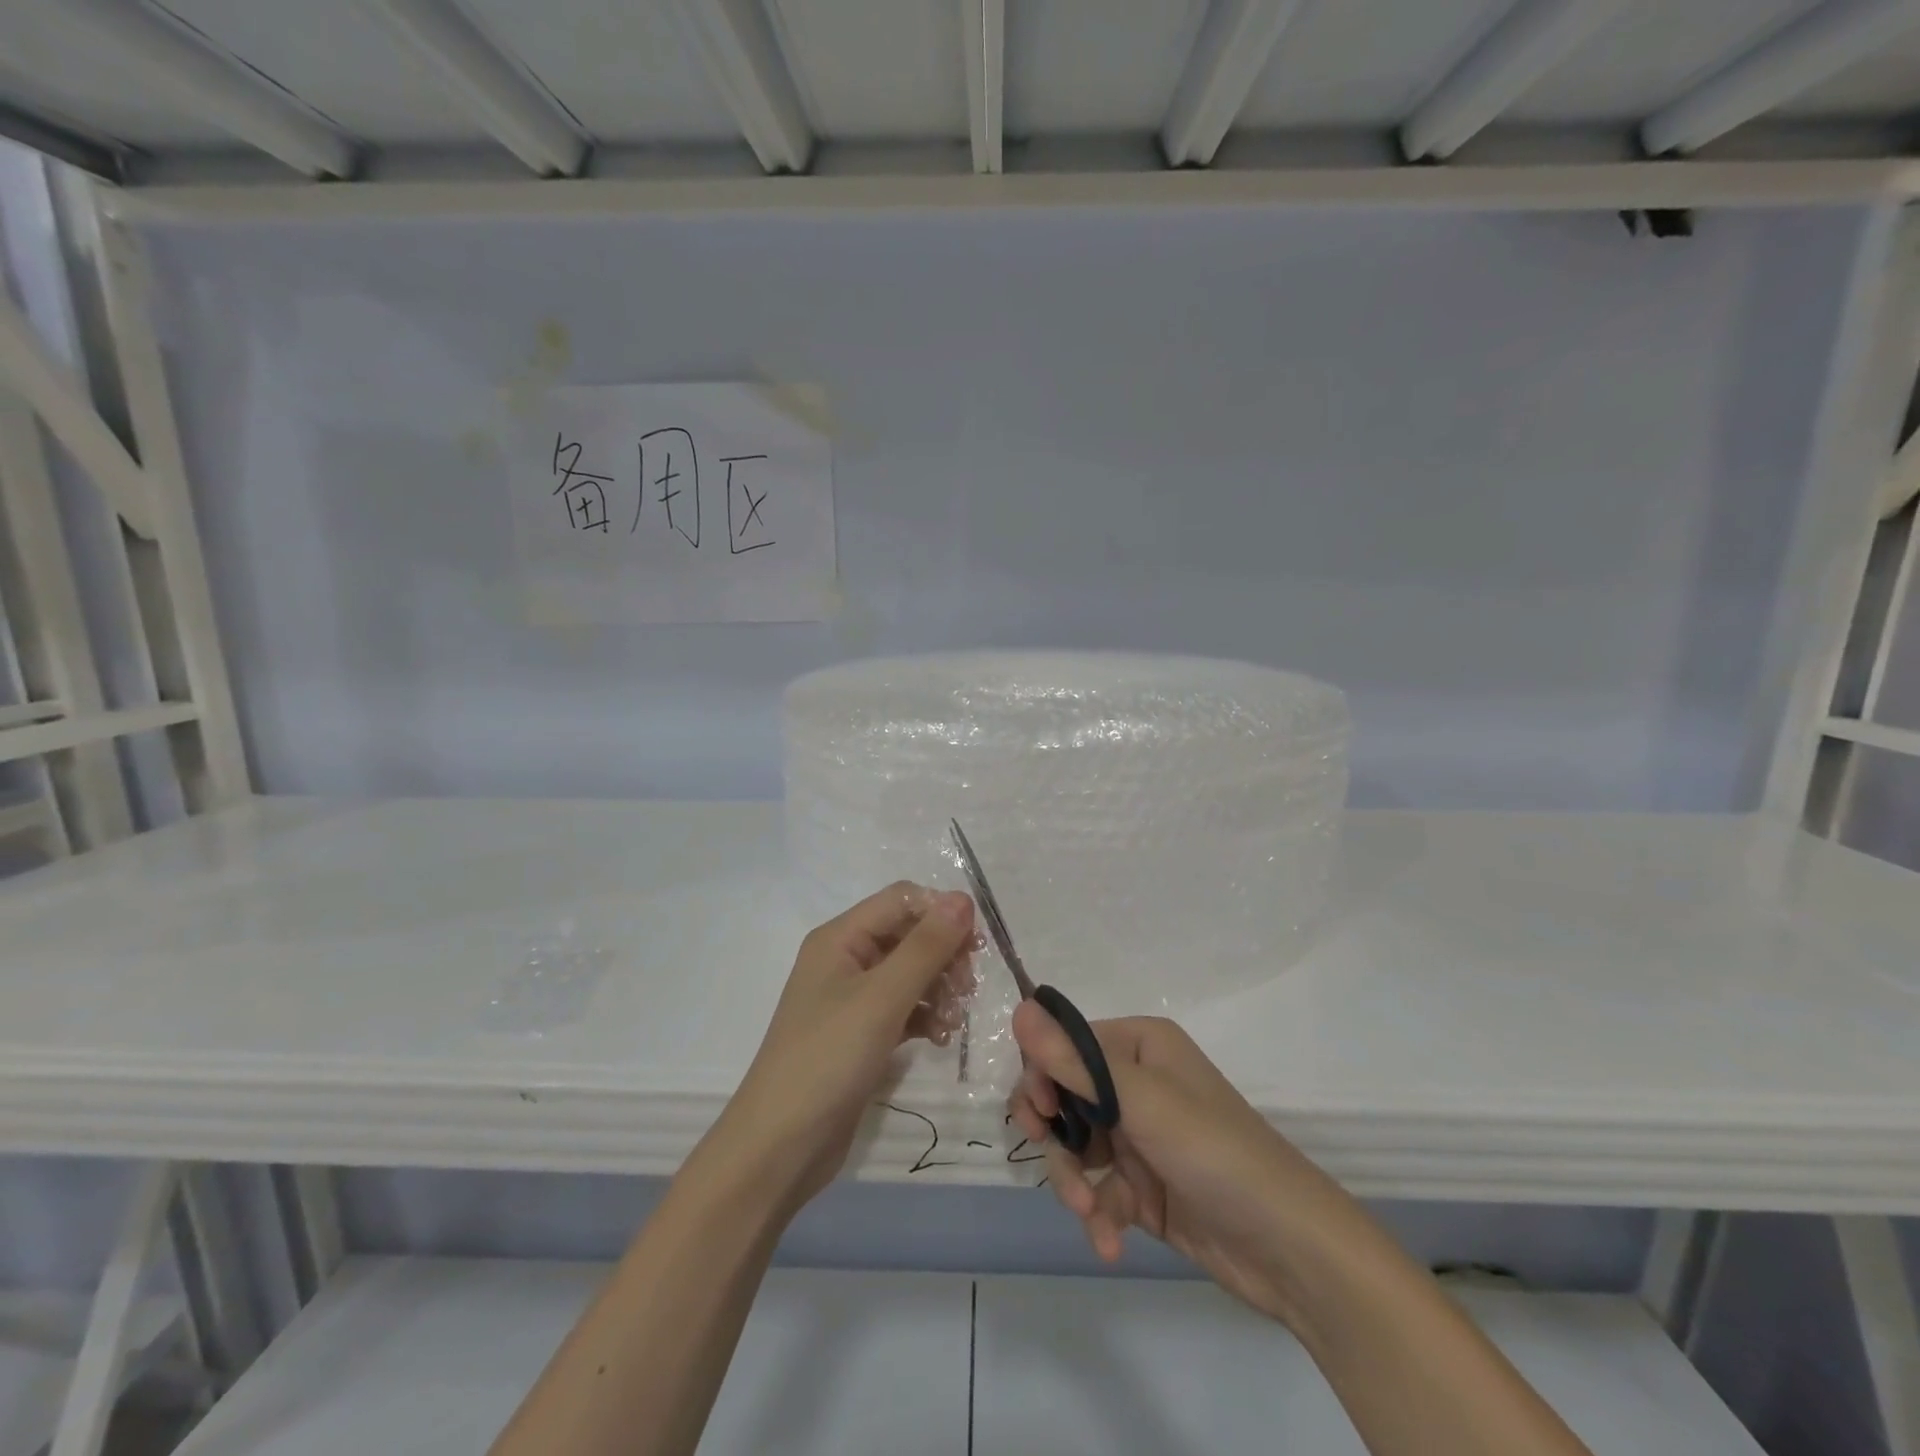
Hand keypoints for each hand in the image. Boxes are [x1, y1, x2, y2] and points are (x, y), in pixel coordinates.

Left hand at [704, 883, 975, 1215]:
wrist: (780, 1148)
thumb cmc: (828, 1059)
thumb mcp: (882, 998)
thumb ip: (926, 947)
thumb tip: (963, 899)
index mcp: (840, 937)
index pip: (901, 900)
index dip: (940, 912)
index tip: (976, 945)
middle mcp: (845, 959)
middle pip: (908, 935)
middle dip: (944, 955)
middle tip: (968, 987)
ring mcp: (852, 999)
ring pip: (911, 973)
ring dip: (940, 988)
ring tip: (954, 1021)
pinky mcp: (861, 1034)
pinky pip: (905, 1008)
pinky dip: (927, 1016)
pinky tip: (942, 1039)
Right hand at [1009, 1006, 1366, 1333]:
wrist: (1289, 1249)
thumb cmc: (1214, 1151)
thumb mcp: (1141, 1101)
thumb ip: (1074, 1061)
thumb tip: (1019, 1008)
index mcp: (1140, 1045)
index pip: (1066, 1044)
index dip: (1043, 1073)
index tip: (1039, 1112)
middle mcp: (1136, 1082)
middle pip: (1064, 1095)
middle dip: (1053, 1131)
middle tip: (1045, 1150)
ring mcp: (1139, 1136)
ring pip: (1075, 1147)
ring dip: (1073, 1181)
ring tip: (1089, 1212)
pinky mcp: (1144, 1186)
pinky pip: (1098, 1189)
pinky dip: (1097, 1213)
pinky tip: (1108, 1241)